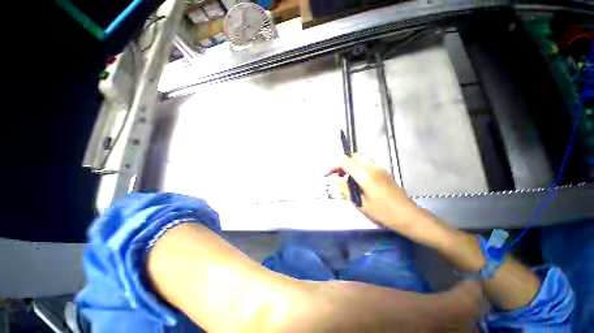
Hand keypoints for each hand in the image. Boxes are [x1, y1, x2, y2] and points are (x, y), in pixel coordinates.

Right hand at [326, 154, 421, 228]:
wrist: (409, 215)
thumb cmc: (384, 213)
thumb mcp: (361, 204)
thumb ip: (346, 190)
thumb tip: (338, 180)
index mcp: (366, 176)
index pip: (345, 162)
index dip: (332, 166)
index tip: (326, 174)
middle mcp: (373, 168)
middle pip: (352, 156)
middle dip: (341, 163)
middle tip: (335, 175)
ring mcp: (379, 168)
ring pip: (359, 159)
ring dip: (349, 165)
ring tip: (344, 178)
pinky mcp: (383, 171)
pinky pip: (366, 164)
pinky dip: (356, 168)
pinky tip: (356, 180)